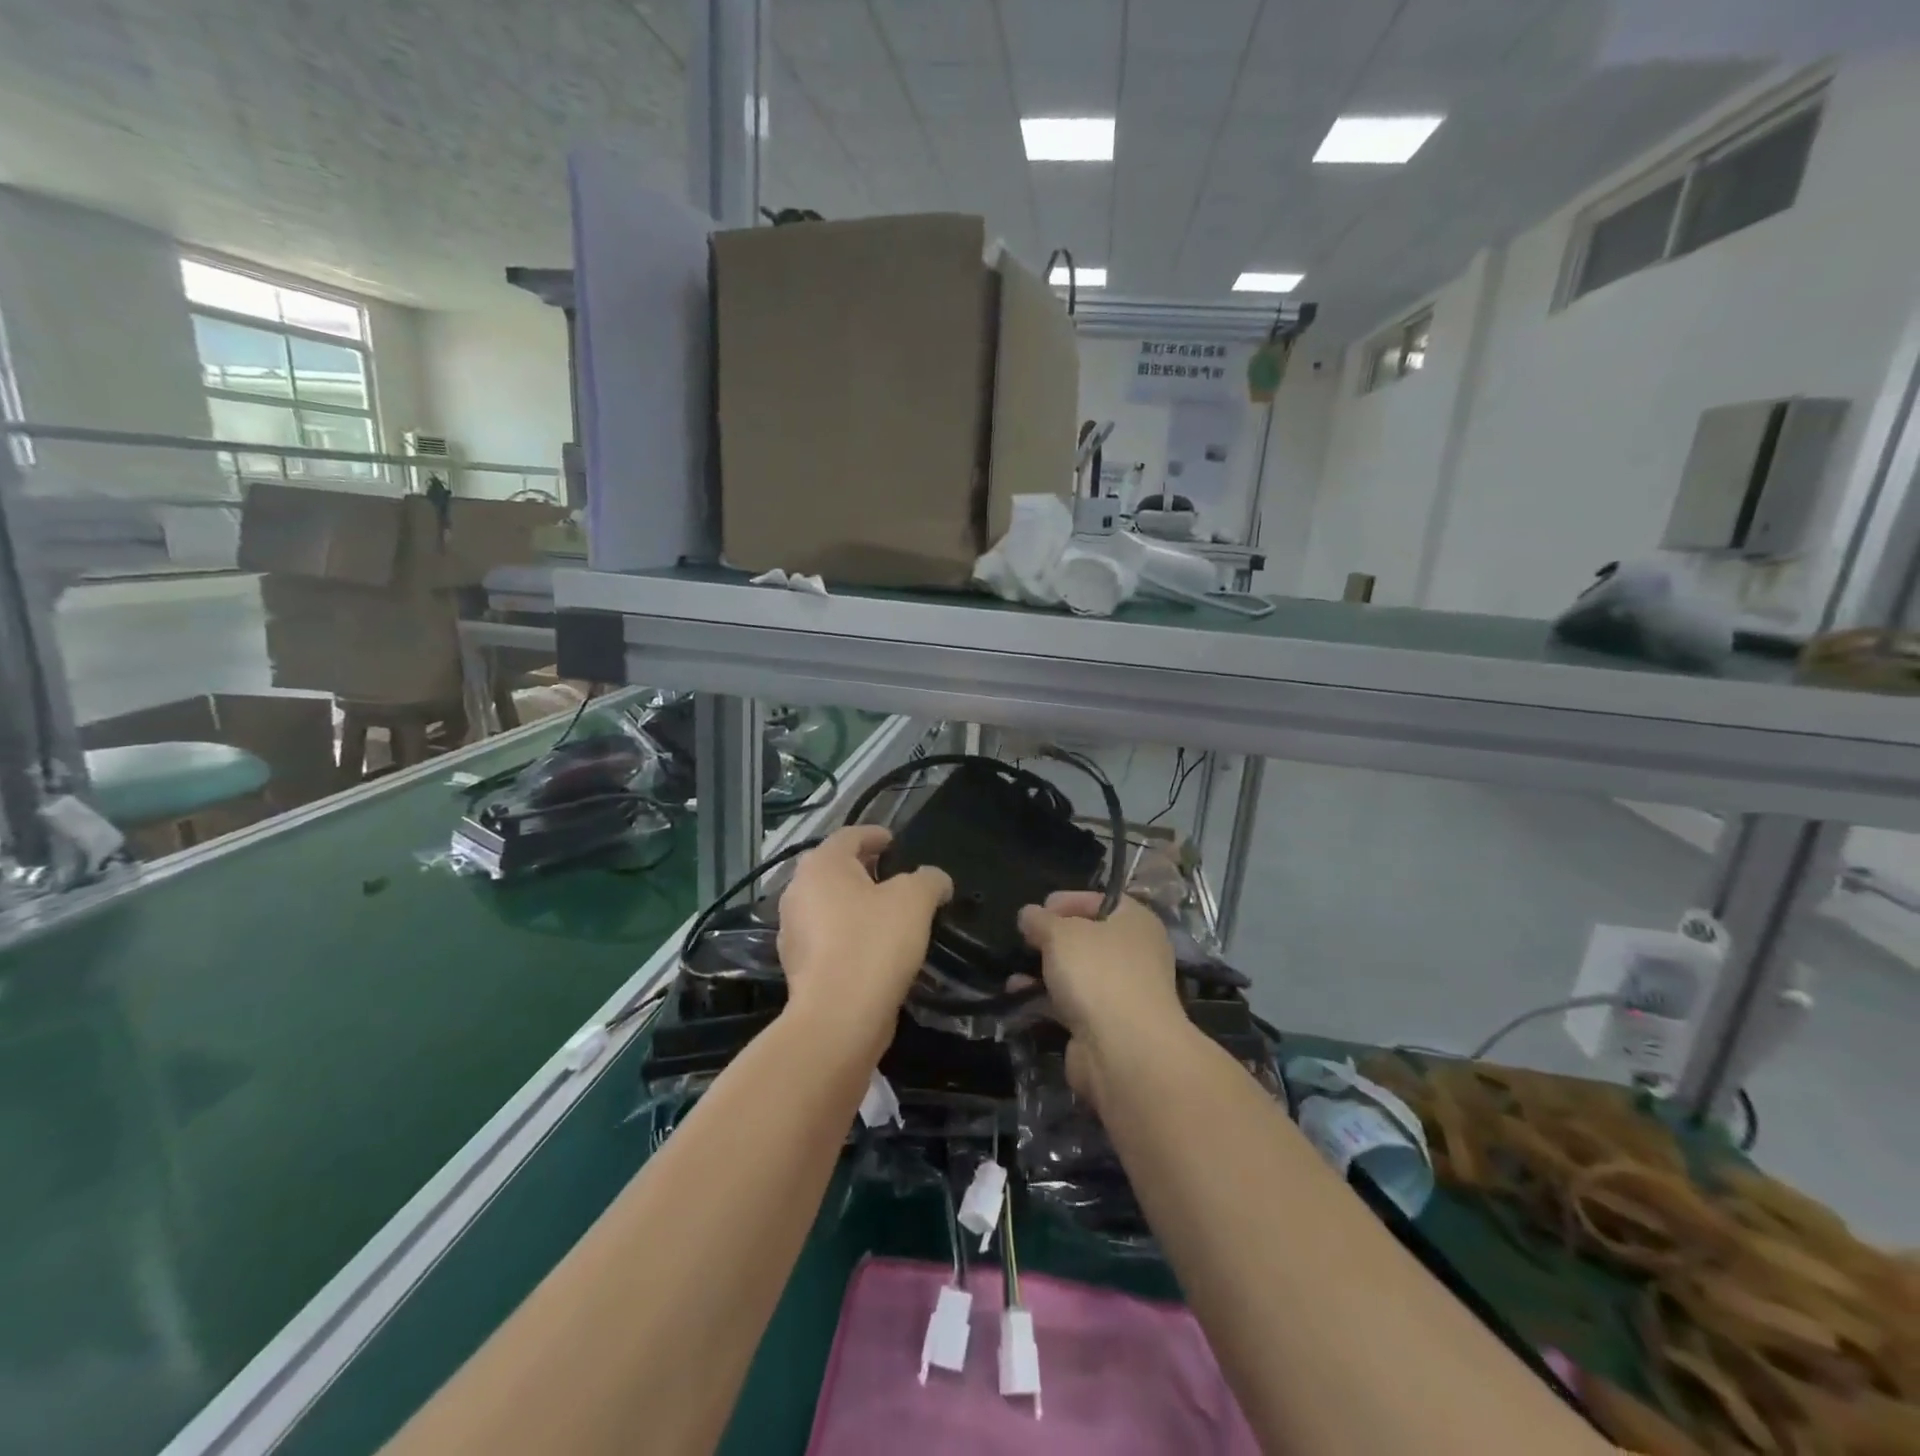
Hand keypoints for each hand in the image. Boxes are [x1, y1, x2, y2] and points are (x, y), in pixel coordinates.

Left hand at [776, 826, 951, 1055]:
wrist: (839, 1017)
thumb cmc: (874, 943)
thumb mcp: (915, 900)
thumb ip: (929, 879)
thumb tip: (935, 879)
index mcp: (821, 865)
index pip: (849, 836)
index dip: (875, 835)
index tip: (895, 842)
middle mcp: (798, 891)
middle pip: (835, 869)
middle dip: (865, 870)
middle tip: (896, 877)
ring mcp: (793, 930)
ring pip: (829, 905)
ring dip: (856, 904)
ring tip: (889, 914)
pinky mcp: (798, 966)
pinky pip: (828, 937)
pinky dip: (849, 934)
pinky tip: (875, 948)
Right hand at [1017, 891, 1184, 1104]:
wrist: (1124, 1050)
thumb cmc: (1098, 972)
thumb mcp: (1060, 933)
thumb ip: (1040, 920)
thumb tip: (1029, 914)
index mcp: (1136, 922)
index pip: (1103, 900)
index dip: (1069, 900)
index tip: (1038, 908)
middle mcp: (1136, 954)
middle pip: (1090, 938)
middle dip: (1054, 939)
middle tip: (1025, 939)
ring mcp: (1123, 993)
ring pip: (1079, 974)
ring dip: (1046, 972)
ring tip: (1013, 972)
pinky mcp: (1107, 1026)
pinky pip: (1073, 1004)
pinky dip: (1047, 1000)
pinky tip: (1018, 997)